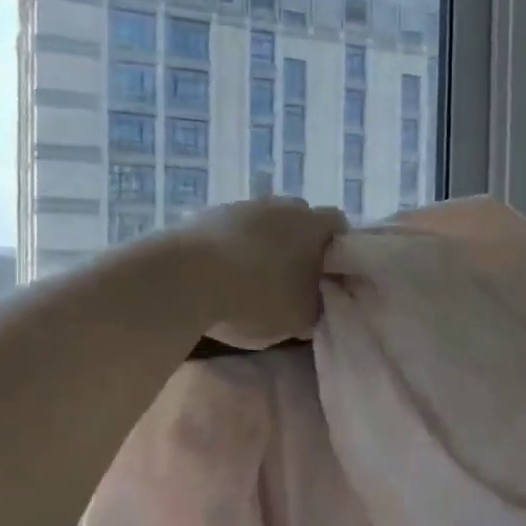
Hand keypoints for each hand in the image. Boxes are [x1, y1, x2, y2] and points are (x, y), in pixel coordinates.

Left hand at [177, 197, 348, 348]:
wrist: (186, 279)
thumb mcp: (300, 319)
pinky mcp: (206, 214)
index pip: (338, 226)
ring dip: (261, 245)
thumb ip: (317, 306)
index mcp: (314, 225)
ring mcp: (241, 206)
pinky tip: (220, 276)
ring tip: (250, 280)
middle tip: (290, 279)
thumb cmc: (257, 299)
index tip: (327, 276)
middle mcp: (282, 206)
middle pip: (298, 221)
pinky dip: (230, 248)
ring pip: (262, 224)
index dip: (337, 251)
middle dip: (297, 245)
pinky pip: (229, 231)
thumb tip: (316, 301)